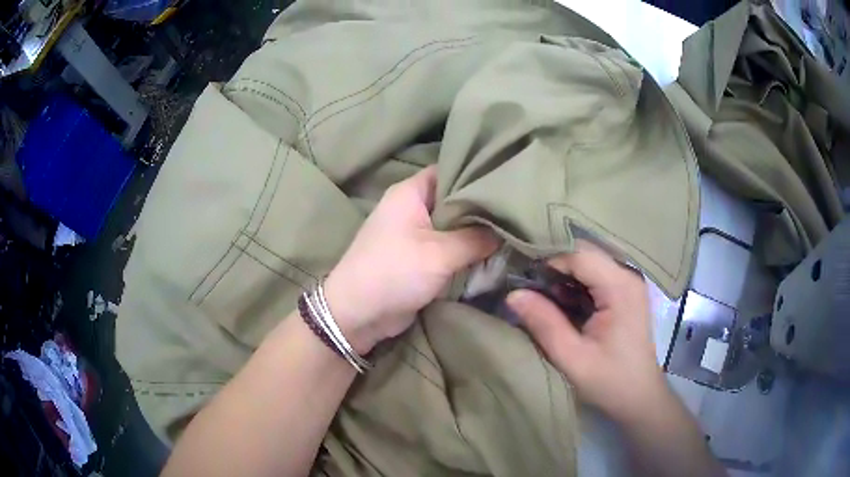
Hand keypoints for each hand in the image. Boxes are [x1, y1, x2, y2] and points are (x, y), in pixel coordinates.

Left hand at [324, 166, 498, 353]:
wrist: (359, 313)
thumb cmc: (395, 271)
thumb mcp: (441, 253)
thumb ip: (477, 239)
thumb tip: (505, 232)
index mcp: (410, 192)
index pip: (449, 170)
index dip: (476, 173)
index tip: (506, 181)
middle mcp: (411, 207)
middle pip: (453, 199)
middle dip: (481, 207)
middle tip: (514, 210)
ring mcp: (413, 233)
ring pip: (451, 226)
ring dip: (475, 233)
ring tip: (511, 230)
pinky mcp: (417, 257)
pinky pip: (446, 247)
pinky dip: (464, 251)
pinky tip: (492, 252)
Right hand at [506, 240, 666, 423]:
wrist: (640, 397)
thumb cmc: (610, 381)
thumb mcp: (572, 358)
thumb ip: (545, 324)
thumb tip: (513, 294)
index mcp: (620, 287)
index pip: (579, 255)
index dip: (548, 262)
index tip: (523, 281)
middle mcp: (627, 275)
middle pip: (584, 252)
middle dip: (554, 265)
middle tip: (528, 287)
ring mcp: (628, 282)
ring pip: (588, 261)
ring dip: (563, 274)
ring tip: (540, 295)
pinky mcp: (625, 291)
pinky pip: (595, 274)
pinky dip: (574, 283)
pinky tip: (560, 302)